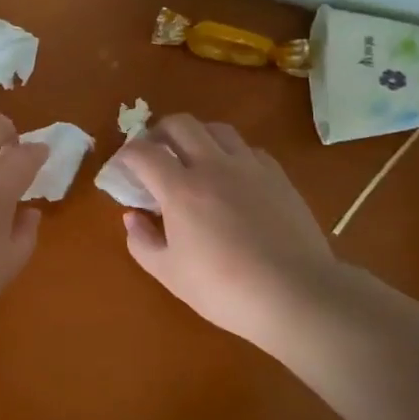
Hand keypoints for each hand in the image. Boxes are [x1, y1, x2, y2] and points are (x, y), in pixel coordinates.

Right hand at [116, 115, 335, 347]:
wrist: (296, 295)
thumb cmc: (224, 289)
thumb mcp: (169, 274)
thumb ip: (143, 242)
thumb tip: (132, 217)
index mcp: (181, 189)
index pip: (143, 152)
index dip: (126, 155)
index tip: (122, 168)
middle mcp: (213, 166)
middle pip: (180, 124)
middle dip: (159, 132)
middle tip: (154, 153)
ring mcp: (249, 168)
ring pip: (217, 129)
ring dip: (197, 136)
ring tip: (193, 158)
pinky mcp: (278, 177)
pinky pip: (249, 149)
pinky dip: (231, 154)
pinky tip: (232, 177)